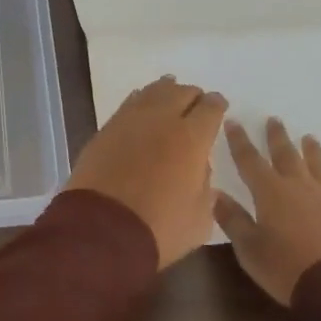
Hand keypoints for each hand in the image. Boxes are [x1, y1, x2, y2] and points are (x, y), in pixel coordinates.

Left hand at [67, 76, 227, 268]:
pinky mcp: (106, 129)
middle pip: (182, 93)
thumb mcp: (200, 217)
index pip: (210, 109)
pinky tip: (142, 102)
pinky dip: (141, 99)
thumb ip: (205, 186)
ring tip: (170, 90)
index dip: (217, 104)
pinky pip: (130, 104)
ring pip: (153, 92)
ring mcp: (131, 121)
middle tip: (196, 101)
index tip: (219, 105)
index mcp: (192, 138)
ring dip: (166, 90)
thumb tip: (199, 167)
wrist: (102, 231)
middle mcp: (163, 120)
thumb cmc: (159, 228)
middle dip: (192, 95)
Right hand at [214, 117, 320, 303]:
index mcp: (269, 191)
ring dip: (311, 150)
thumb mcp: (249, 248)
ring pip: (318, 165)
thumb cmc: (285, 267)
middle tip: (274, 120)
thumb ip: (233, 219)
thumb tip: (215, 195)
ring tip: (308, 137)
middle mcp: (298, 185)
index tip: (233, 121)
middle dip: (276, 136)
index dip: (239, 140)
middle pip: (286, 154)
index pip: (249, 159)